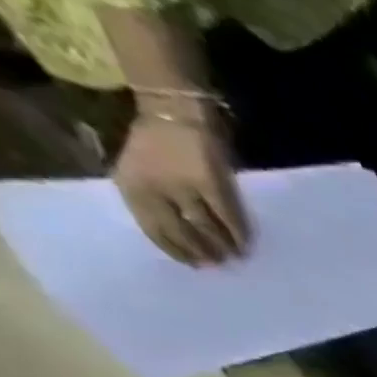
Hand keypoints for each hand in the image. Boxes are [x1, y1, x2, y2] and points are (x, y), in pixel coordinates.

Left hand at [113, 108, 248, 264]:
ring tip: (235, 256)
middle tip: (218, 265)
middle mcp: (153, 189)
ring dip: (222, 246)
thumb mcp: (144, 172)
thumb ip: (157, 200)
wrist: (174, 111)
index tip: (194, 265)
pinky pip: (228, 218)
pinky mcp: (211, 185)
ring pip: (205, 228)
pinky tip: (245, 243)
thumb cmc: (158, 144)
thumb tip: (186, 238)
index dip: (176, 251)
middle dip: (201, 252)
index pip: (154, 230)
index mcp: (130, 186)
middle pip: (181, 232)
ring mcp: (183, 187)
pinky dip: (238, 234)